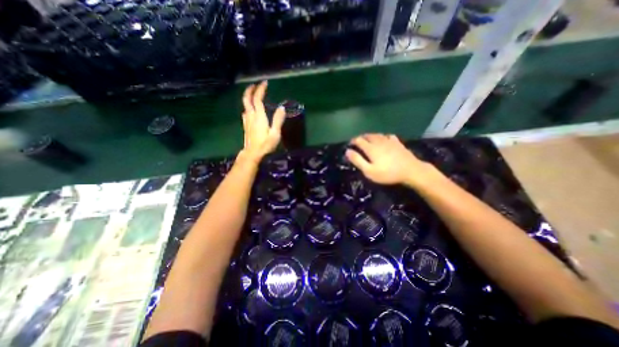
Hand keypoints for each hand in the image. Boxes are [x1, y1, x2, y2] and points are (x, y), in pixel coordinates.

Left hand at [237, 82, 286, 163]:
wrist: (252, 154)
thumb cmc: (265, 145)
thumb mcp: (275, 133)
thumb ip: (278, 120)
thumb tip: (282, 107)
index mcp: (259, 116)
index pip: (258, 99)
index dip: (260, 90)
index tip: (264, 83)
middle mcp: (251, 116)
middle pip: (247, 99)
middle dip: (250, 90)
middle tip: (255, 85)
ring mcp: (247, 121)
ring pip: (245, 105)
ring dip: (248, 97)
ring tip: (254, 95)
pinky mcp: (246, 126)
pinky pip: (245, 112)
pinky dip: (248, 106)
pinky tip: (251, 109)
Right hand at [347, 133, 431, 186]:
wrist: (410, 170)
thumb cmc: (387, 173)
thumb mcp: (369, 171)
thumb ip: (358, 160)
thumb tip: (347, 151)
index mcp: (370, 148)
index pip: (358, 140)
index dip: (353, 141)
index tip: (350, 144)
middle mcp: (378, 141)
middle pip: (367, 135)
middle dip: (361, 137)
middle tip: (358, 142)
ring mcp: (389, 141)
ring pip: (377, 134)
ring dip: (370, 136)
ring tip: (368, 139)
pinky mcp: (397, 143)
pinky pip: (388, 136)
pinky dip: (382, 137)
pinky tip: (384, 139)